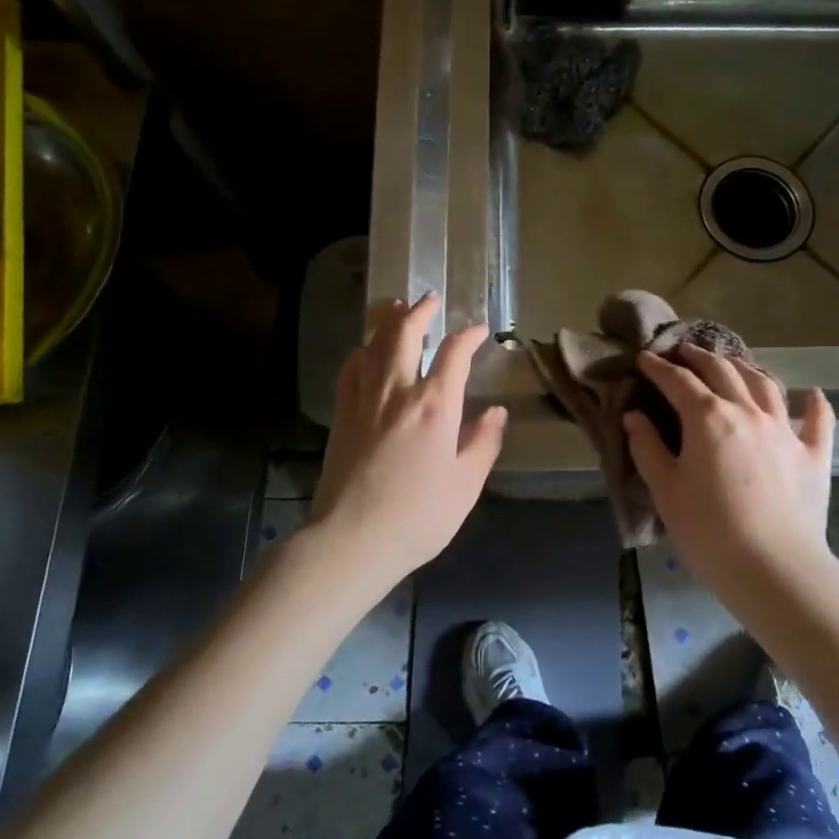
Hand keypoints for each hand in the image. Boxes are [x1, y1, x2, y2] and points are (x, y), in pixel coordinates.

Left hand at [307, 293, 506, 591]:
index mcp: (435, 405)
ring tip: (398, 307)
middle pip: (405, 333)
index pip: (454, 353)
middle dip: (420, 311)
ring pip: (375, 344)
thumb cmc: (419, 516)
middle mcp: (398, 391)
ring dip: (389, 321)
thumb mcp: (466, 484)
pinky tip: (366, 351)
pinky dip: (362, 351)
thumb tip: (497, 412)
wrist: (352, 539)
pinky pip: (351, 369)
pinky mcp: (342, 414)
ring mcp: (364, 399)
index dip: (468, 336)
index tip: (479, 330)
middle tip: (429, 298)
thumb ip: (484, 442)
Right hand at [624, 346, 834, 591]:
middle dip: (699, 357)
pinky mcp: (814, 455)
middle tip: (683, 352)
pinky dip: (814, 404)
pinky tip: (813, 394)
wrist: (775, 569)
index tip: (644, 359)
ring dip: (745, 368)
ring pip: (765, 385)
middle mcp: (748, 411)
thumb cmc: (709, 531)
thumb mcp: (665, 490)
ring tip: (733, 364)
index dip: (658, 367)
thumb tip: (634, 415)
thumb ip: (647, 447)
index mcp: (708, 417)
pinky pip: (818, 420)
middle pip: (722, 371)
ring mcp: (785, 430)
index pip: (678, 381)